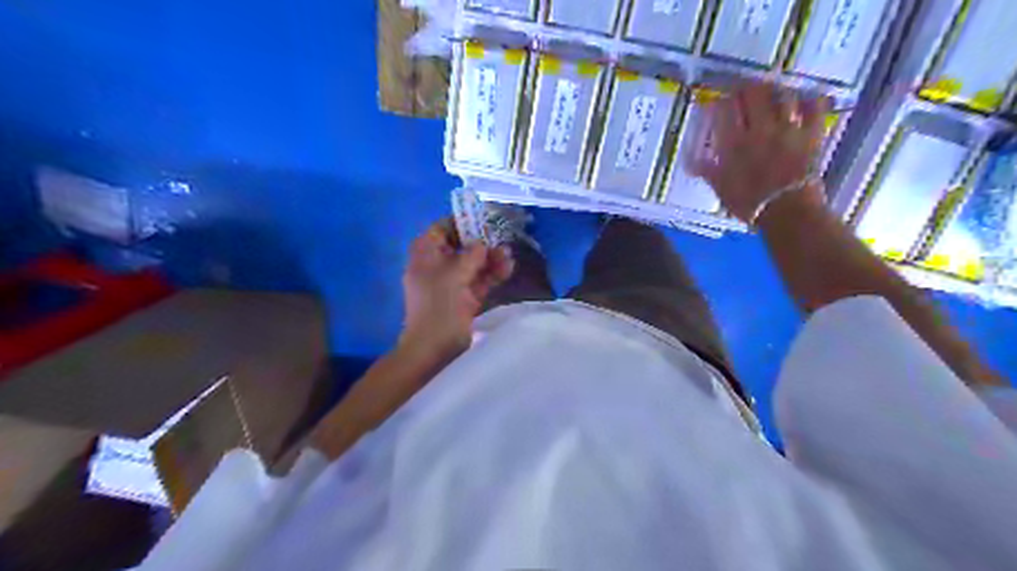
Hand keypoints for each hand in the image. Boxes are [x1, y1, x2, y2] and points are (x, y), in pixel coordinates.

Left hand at [403, 219, 516, 356]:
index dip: (462, 222)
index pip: (442, 229)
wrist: (435, 347)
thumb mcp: (454, 273)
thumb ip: (471, 254)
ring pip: (473, 263)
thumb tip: (482, 244)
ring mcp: (451, 282)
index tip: (484, 219)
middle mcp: (437, 265)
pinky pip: (480, 280)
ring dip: (491, 259)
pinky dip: (492, 274)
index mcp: (425, 254)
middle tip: (501, 239)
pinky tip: (508, 268)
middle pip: (461, 245)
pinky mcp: (464, 297)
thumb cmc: (439, 304)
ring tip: (508, 256)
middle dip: (482, 243)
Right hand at [696, 80, 828, 221]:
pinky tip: (805, 99)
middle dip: (746, 88)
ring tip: (772, 92)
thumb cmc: (749, 204)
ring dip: (775, 90)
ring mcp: (787, 128)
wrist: (787, 212)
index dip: (720, 101)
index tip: (718, 103)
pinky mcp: (811, 132)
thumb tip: (691, 162)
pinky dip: (810, 99)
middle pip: (753, 93)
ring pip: (782, 94)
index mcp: (733, 143)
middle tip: (743, 91)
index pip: (723, 110)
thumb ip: (708, 171)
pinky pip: (814, 105)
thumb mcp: (722, 189)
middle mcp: (759, 129)